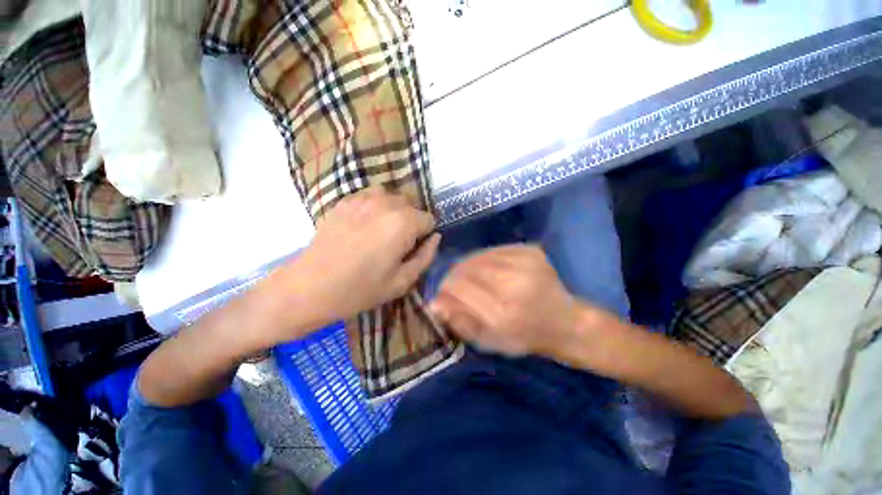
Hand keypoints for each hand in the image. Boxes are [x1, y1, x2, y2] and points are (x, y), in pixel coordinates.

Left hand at [293, 188, 440, 322]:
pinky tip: (364, 225)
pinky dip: (375, 207)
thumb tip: (435, 238)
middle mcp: (386, 203)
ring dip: (394, 211)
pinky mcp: (344, 201)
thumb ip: (426, 256)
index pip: (429, 219)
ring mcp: (362, 199)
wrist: (310, 287)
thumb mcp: (403, 281)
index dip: (425, 235)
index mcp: (403, 223)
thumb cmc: (360, 289)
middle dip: (411, 221)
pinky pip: (370, 196)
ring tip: (382, 231)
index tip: (413, 249)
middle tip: (398, 243)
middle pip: (412, 204)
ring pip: (392, 197)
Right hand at [429, 245, 580, 356]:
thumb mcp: (489, 341)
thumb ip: (460, 321)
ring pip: (478, 256)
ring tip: (471, 278)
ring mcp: (525, 262)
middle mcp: (514, 282)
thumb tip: (434, 303)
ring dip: (468, 266)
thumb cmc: (524, 336)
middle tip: (454, 285)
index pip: (459, 287)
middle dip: (454, 276)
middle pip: (467, 268)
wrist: (564, 321)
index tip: (443, 294)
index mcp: (503, 312)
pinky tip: (488, 270)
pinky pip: (493, 250)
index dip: (446, 288)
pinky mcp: (530, 250)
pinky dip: (484, 259)